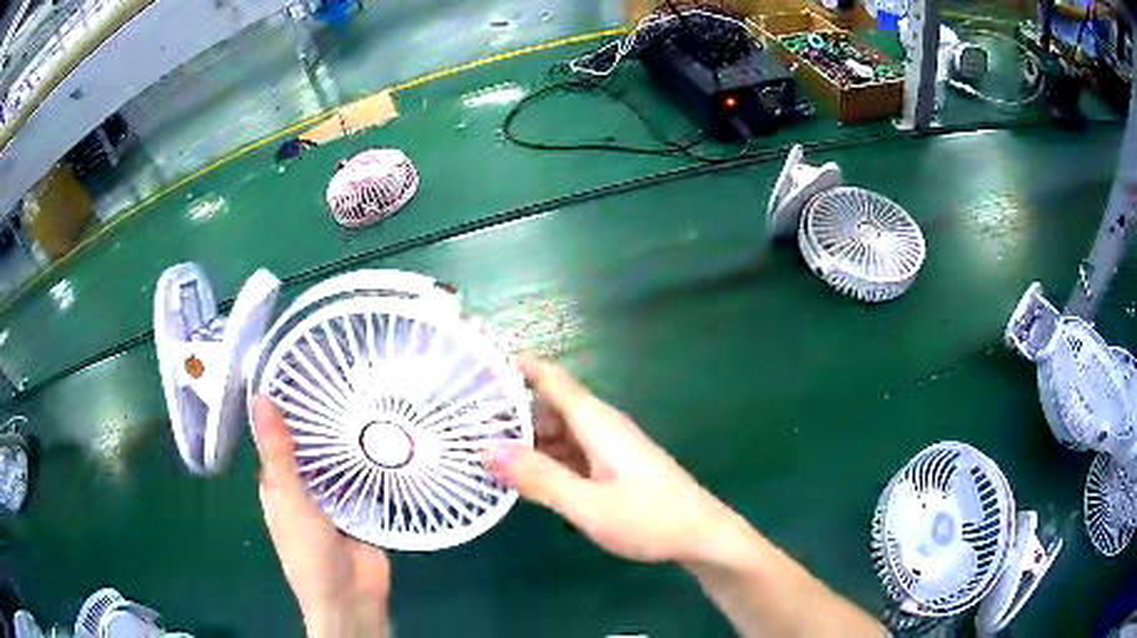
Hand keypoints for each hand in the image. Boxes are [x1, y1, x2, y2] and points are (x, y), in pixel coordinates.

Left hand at [252, 396, 390, 637]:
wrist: (351, 598)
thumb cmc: (309, 552)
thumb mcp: (289, 500)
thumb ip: (279, 454)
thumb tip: (259, 398)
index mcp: (279, 483)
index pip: (279, 434)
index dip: (287, 403)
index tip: (305, 366)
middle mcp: (305, 486)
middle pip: (312, 444)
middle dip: (324, 417)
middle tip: (349, 374)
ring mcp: (335, 497)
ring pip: (339, 459)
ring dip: (350, 436)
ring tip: (372, 393)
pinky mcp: (363, 507)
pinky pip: (365, 478)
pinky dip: (373, 460)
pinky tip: (389, 433)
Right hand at [483, 356, 738, 563]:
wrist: (701, 535)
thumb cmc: (648, 518)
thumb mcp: (587, 504)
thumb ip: (538, 477)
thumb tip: (485, 449)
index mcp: (595, 421)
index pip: (549, 378)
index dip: (514, 366)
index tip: (475, 364)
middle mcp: (600, 426)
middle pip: (547, 406)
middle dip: (508, 413)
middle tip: (462, 426)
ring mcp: (607, 447)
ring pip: (557, 432)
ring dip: (524, 440)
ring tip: (481, 452)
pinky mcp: (611, 466)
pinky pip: (569, 453)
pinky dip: (544, 459)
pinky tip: (521, 477)